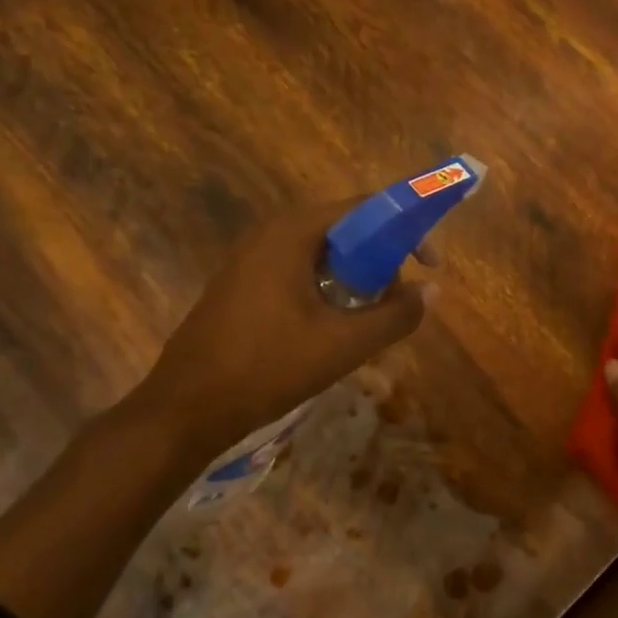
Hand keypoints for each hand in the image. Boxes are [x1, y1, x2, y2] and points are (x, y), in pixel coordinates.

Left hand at [132, 200, 435, 464]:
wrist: (185, 410)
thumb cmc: (268, 367)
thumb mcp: (344, 344)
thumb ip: (396, 315)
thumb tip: (432, 291)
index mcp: (293, 233)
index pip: (365, 208)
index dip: (406, 230)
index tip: (429, 264)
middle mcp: (270, 234)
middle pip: (345, 230)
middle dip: (381, 261)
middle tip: (397, 300)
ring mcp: (250, 260)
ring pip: (322, 255)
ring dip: (356, 279)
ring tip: (369, 321)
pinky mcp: (242, 286)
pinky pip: (299, 273)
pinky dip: (328, 290)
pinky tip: (333, 330)